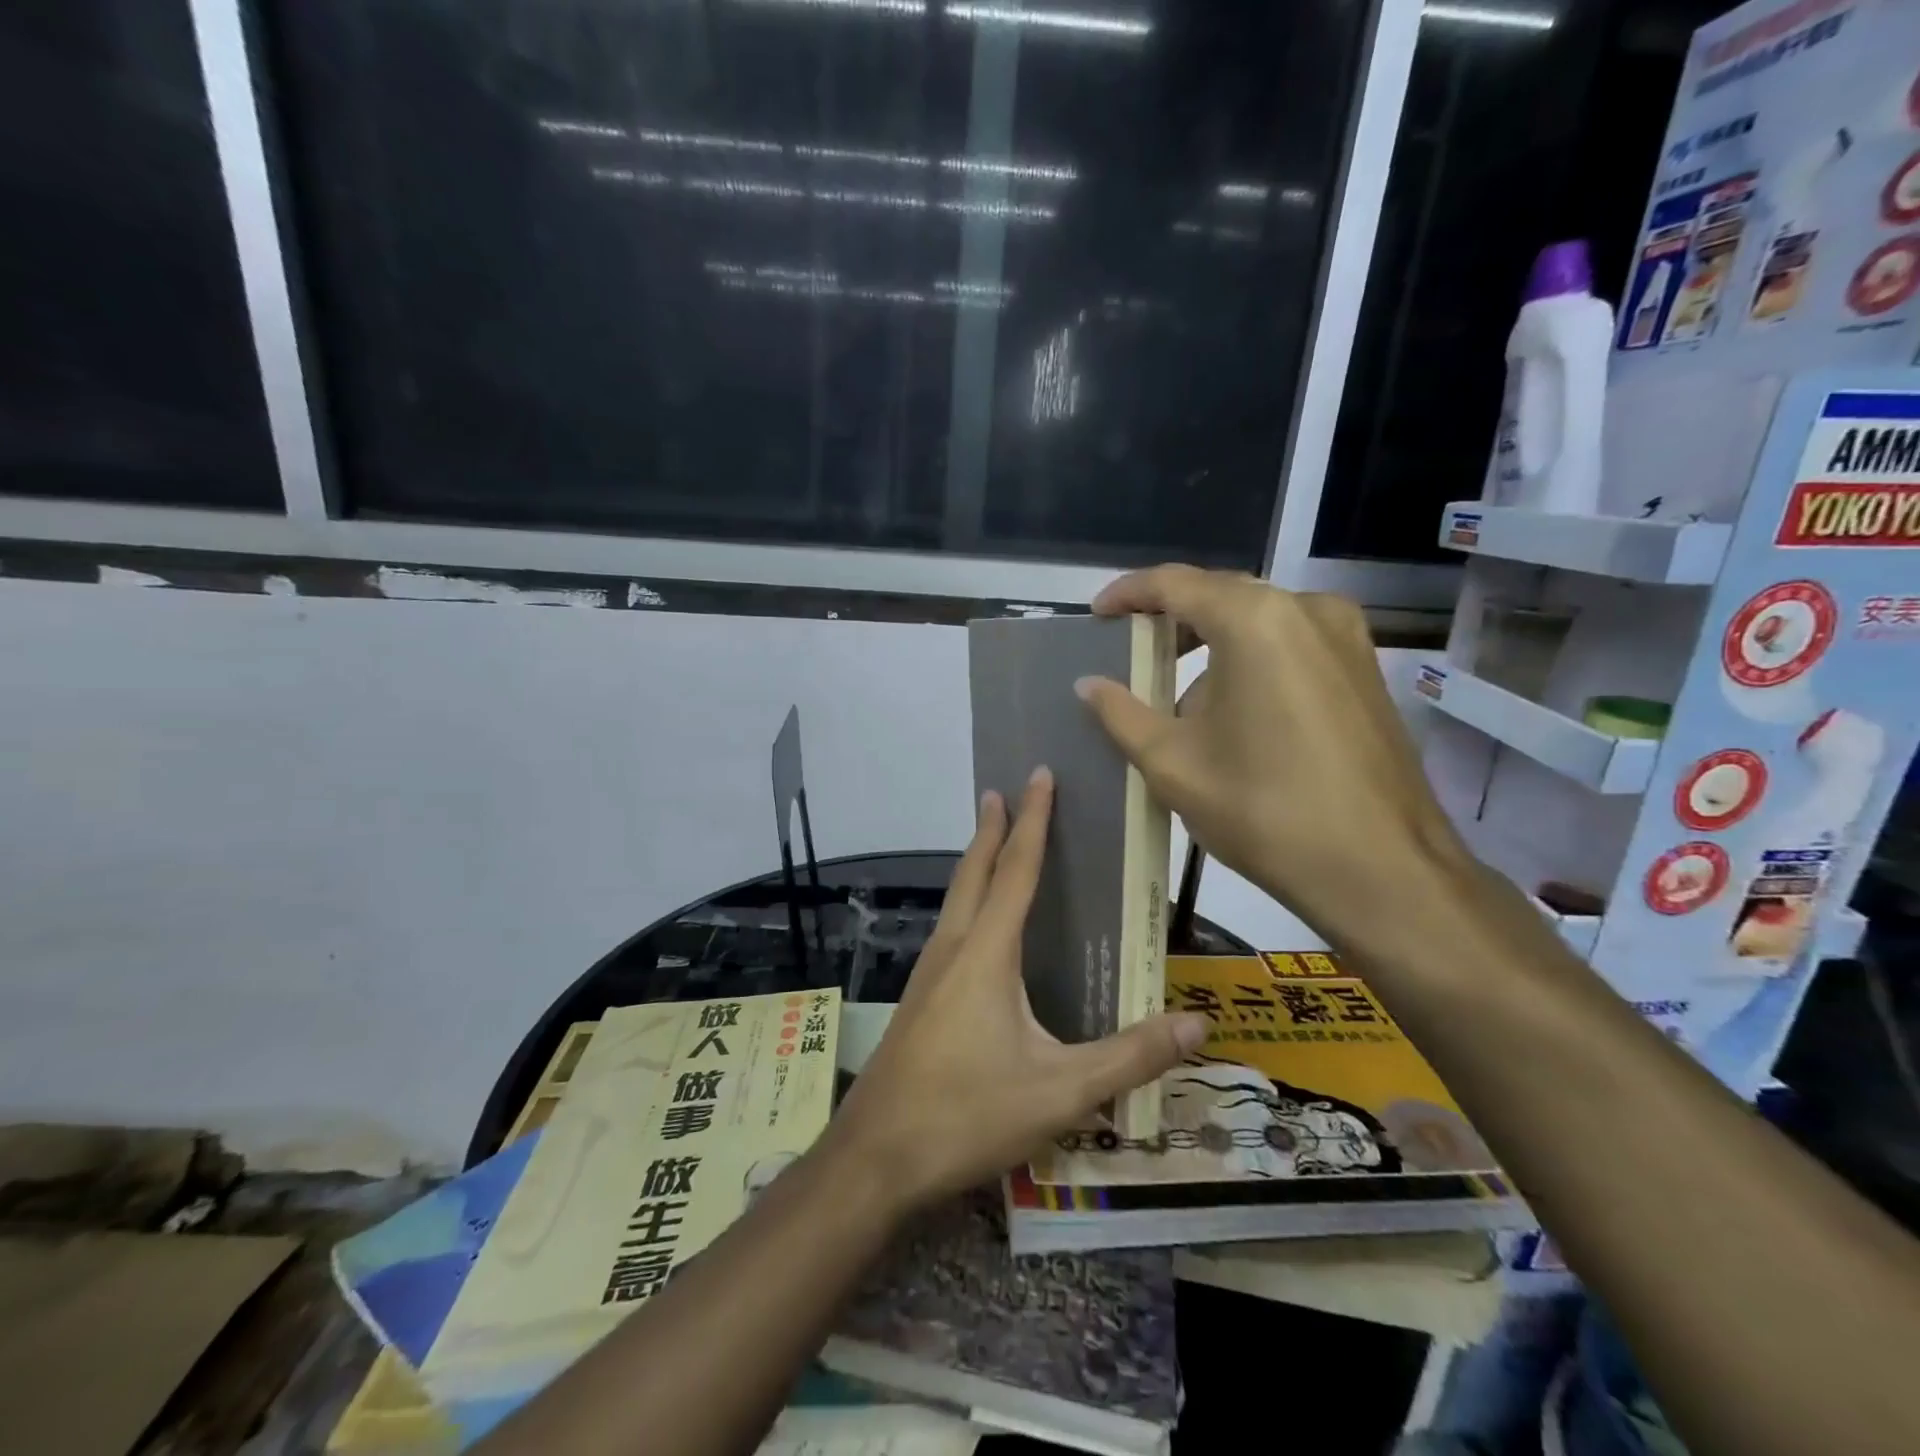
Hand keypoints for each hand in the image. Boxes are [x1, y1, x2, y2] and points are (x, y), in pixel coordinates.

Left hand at [829, 769, 1210, 1209]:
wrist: (874, 1158)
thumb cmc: (967, 1114)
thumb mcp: (1060, 1092)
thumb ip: (1129, 1057)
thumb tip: (1197, 1024)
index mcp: (986, 953)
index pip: (1016, 869)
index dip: (1032, 820)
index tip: (1038, 775)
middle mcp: (952, 949)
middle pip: (973, 872)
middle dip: (990, 828)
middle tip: (1000, 789)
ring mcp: (927, 974)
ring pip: (954, 899)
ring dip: (974, 863)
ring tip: (990, 843)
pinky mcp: (917, 1000)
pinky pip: (948, 929)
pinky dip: (966, 902)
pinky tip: (975, 929)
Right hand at [1075, 565, 1477, 960]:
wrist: (1381, 869)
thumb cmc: (1263, 809)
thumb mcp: (1172, 763)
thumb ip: (1121, 713)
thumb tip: (1089, 684)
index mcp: (1254, 620)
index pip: (1175, 583)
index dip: (1128, 593)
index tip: (1097, 614)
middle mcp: (1306, 609)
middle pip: (1220, 595)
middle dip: (1171, 619)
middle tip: (1131, 650)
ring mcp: (1346, 637)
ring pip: (1258, 620)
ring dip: (1211, 643)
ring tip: (1176, 691)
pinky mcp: (1365, 669)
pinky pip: (1291, 643)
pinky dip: (1250, 659)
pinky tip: (1231, 708)